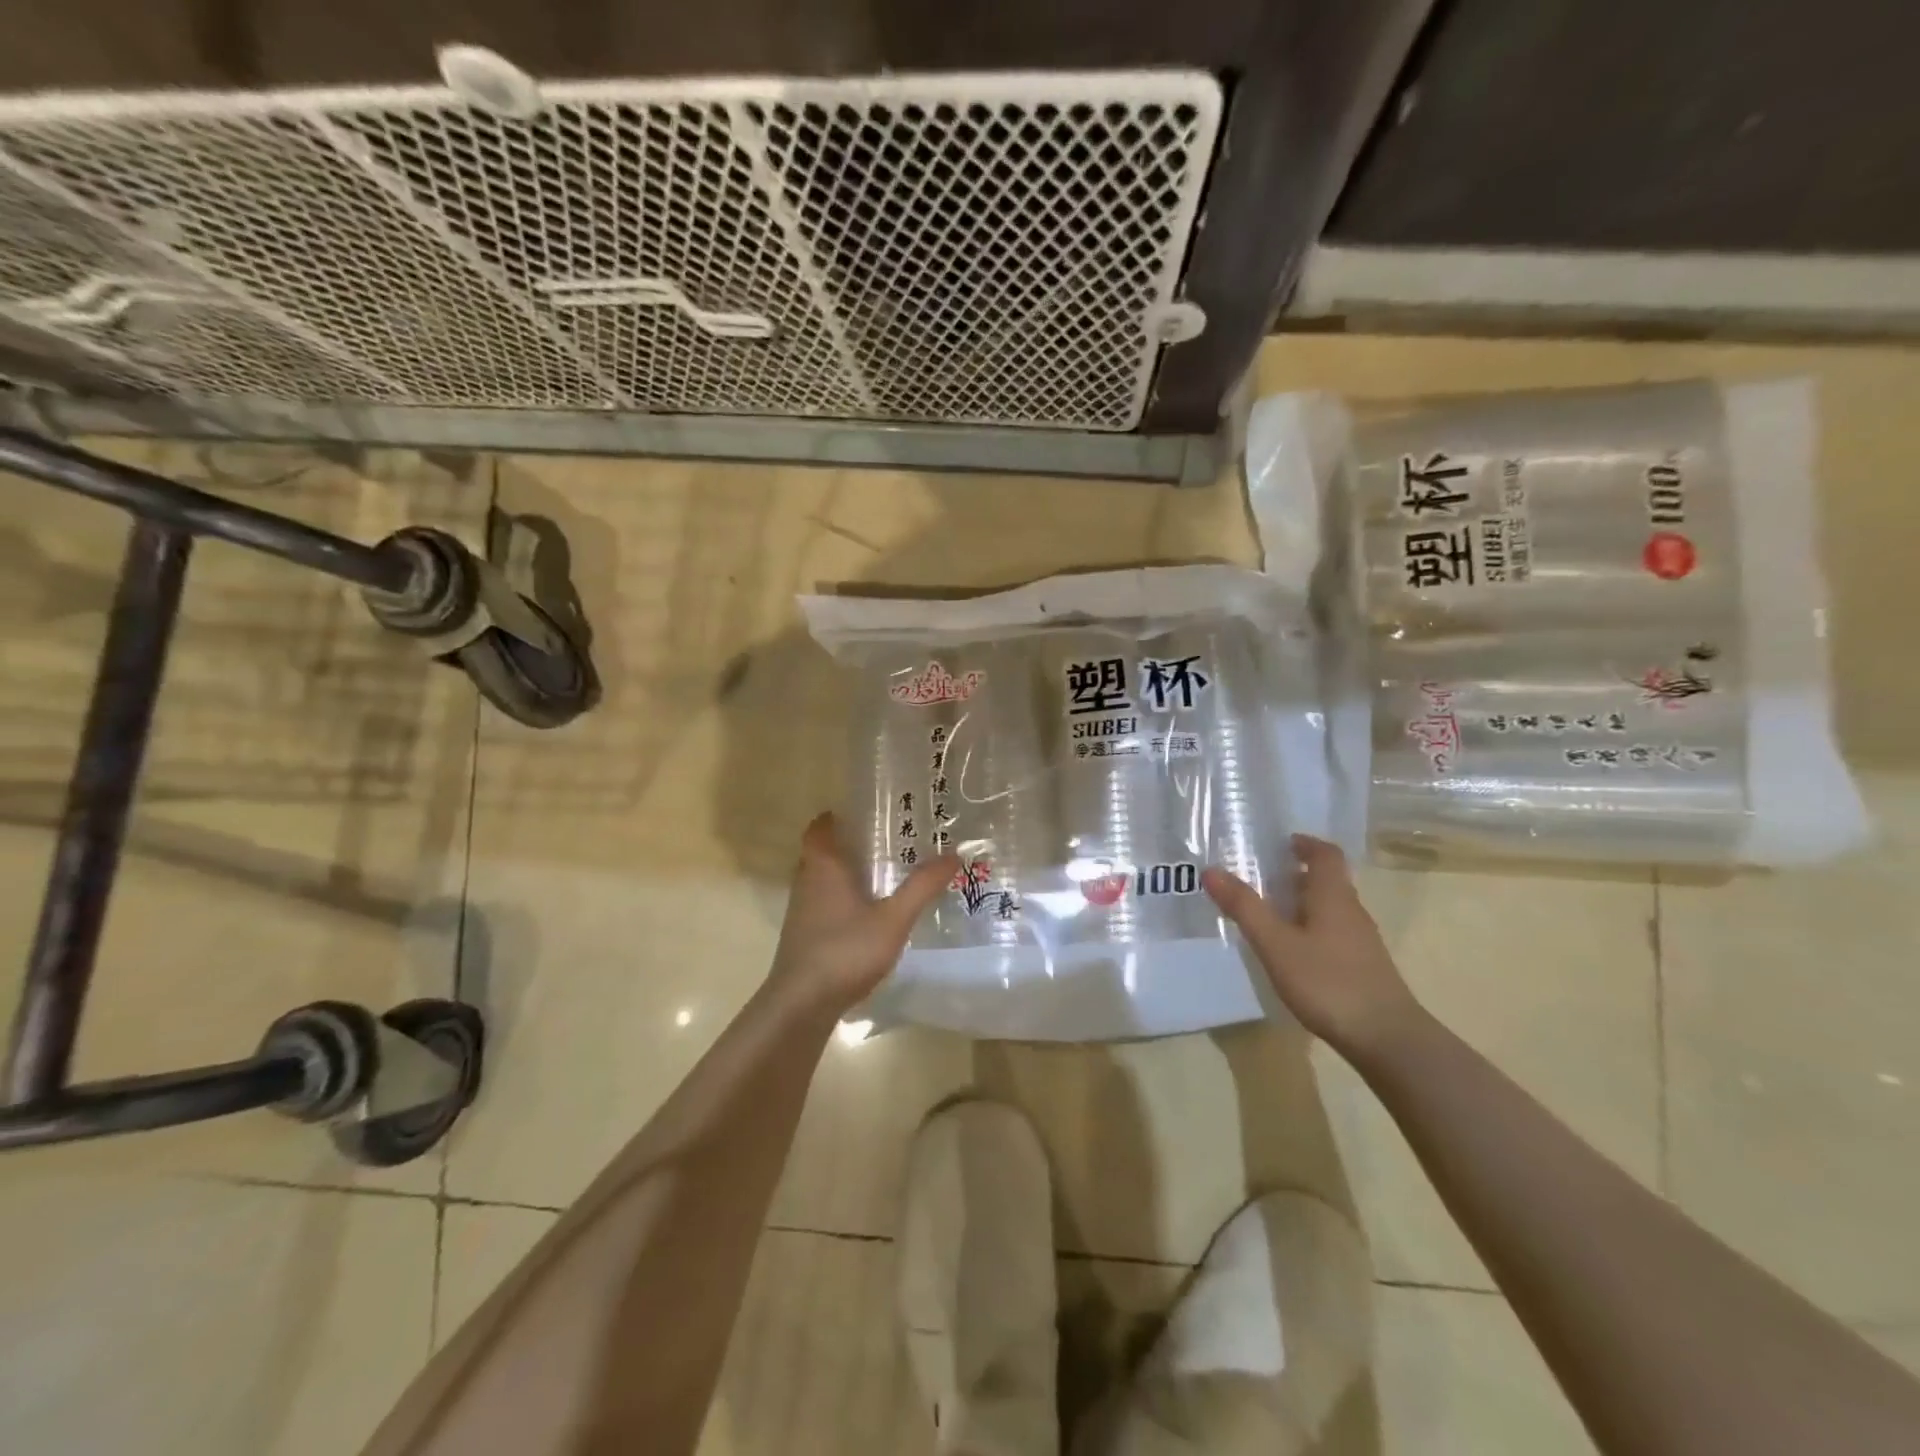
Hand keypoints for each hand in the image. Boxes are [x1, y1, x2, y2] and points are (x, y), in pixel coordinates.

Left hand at [767, 812, 957, 1016]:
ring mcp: (800, 912)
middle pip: (821, 853)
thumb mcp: (893, 918)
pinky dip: (840, 902)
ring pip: (820, 881)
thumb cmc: (845, 950)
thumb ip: (922, 886)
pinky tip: (865, 917)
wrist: (801, 1004)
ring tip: (879, 877)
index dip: (836, 818)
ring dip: (843, 875)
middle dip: (846, 845)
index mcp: (824, 867)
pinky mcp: (802, 937)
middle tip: (882, 842)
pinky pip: (821, 906)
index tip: (862, 813)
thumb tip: (954, 854)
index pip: (820, 828)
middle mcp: (806, 882)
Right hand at [1204, 834, 1423, 1056]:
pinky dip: (1310, 928)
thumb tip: (1211, 870)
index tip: (1279, 844)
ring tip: (1268, 913)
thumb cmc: (1327, 982)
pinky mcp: (1363, 966)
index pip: (1325, 854)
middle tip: (1260, 877)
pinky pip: (1333, 932)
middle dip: (1295, 873)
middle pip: (1327, 880)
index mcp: (1333, 896)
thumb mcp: (1275, 944)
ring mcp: (1361, 941)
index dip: (1304, 844)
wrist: (1387, 1039)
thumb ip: (1244, 907)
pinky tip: (1291, 951)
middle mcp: (1351, 911)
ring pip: (1330, 907)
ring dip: (1302, 902)